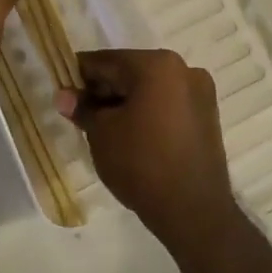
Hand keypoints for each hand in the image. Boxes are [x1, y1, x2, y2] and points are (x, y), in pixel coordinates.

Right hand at [60, 48, 236, 249]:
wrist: (193, 211)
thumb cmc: (141, 163)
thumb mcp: (101, 134)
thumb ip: (82, 108)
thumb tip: (64, 95)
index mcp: (157, 64)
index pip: (107, 62)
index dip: (80, 76)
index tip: (63, 93)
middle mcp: (183, 69)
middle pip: (130, 72)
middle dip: (104, 91)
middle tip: (81, 115)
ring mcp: (200, 92)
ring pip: (150, 89)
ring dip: (126, 102)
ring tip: (104, 130)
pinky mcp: (208, 116)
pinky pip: (168, 104)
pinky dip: (148, 112)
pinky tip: (132, 136)